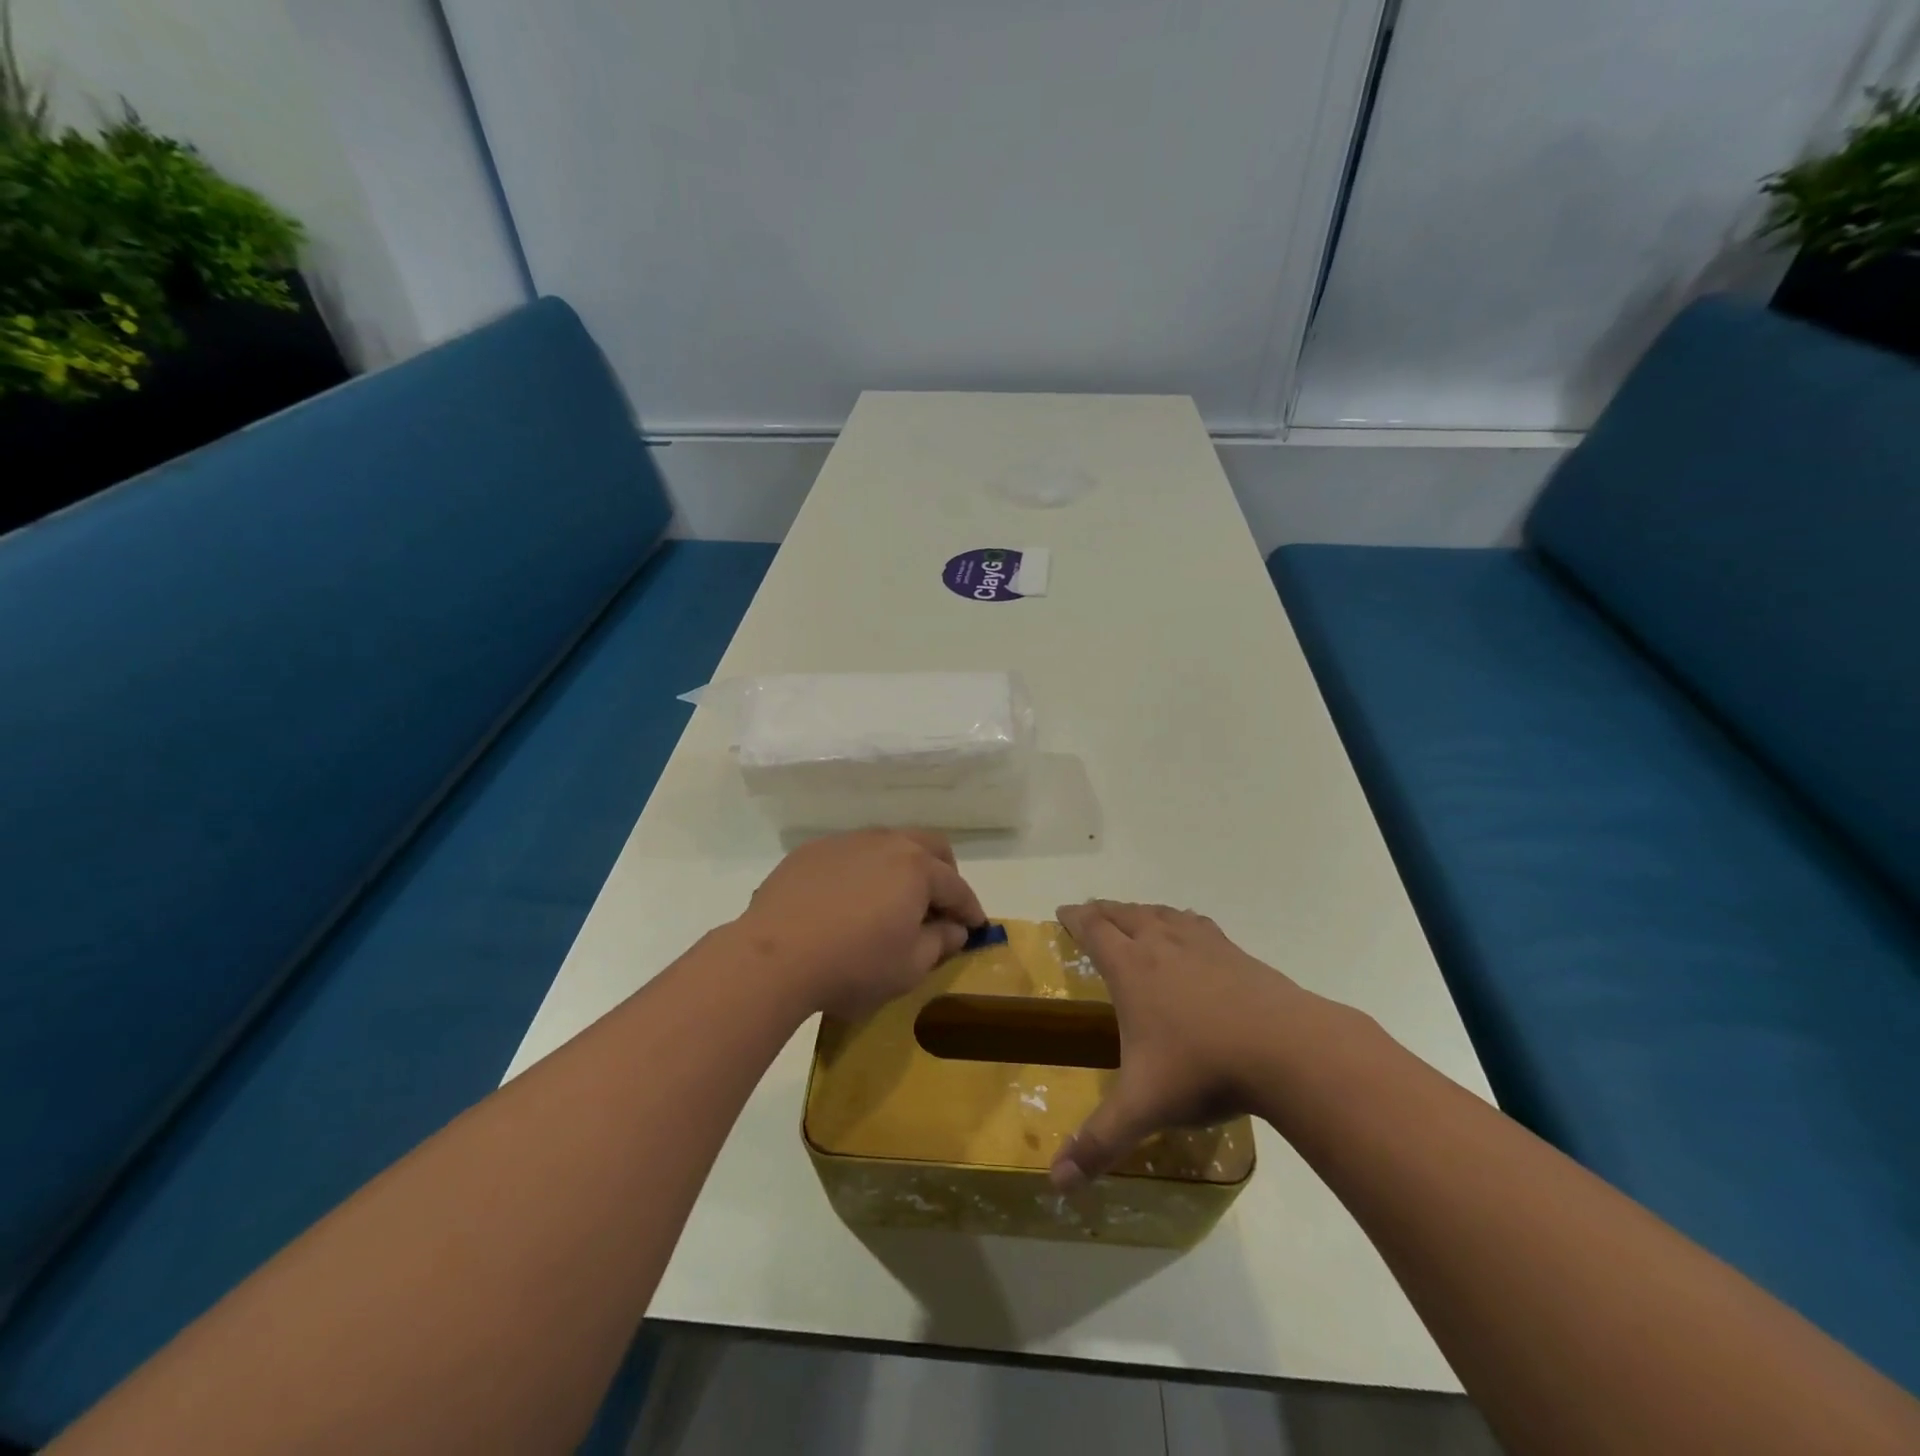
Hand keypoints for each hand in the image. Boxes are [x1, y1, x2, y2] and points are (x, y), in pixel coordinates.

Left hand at [737, 830, 985, 1020]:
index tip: (975, 927)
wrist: (773, 957)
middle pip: (929, 847)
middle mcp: (886, 843)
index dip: (970, 909)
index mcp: (917, 868)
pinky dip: (865, 871)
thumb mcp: (909, 967)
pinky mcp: (812, 851)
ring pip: (889, 844)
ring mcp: (846, 842)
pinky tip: (851, 899)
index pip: (957, 887)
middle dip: (944, 873)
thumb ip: (940, 943)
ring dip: (903, 867)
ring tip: (894, 900)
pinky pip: (852, 853)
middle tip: (941, 905)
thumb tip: (955, 929)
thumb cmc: (852, 966)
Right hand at [1050, 901, 1312, 1188]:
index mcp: (1132, 969)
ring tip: (1133, 917)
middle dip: (1103, 911)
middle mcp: (1162, 945)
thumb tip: (1055, 1184)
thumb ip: (1098, 1142)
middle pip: (1125, 914)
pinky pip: (1197, 924)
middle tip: (1090, 913)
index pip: (1094, 930)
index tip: (1062, 910)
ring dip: (1140, 912)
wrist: (1288, 1049)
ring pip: (1161, 914)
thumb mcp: (1143, 1108)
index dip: (1075, 917)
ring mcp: (1203, 945)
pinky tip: (1188, 932)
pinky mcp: (1236, 953)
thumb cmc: (1204, 1069)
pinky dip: (1180, 920)